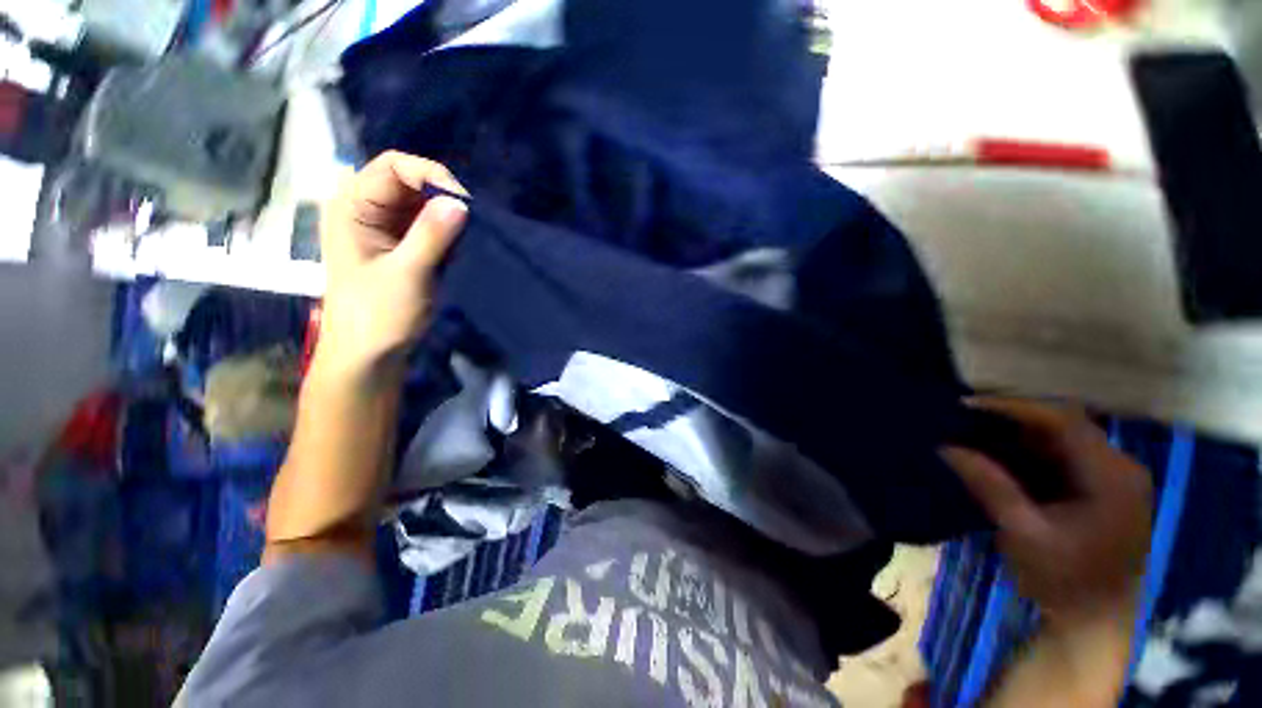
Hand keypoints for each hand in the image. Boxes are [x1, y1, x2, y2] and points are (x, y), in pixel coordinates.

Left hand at [318, 151, 468, 375]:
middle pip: (409, 181)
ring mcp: (384, 227)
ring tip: (466, 239)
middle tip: (470, 223)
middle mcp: (366, 209)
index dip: (430, 175)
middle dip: (442, 197)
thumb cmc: (378, 315)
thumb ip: (432, 235)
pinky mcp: (401, 245)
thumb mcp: (407, 273)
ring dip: (447, 217)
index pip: (393, 167)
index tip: (464, 204)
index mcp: (353, 207)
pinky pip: (428, 225)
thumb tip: (461, 202)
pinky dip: (447, 232)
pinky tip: (457, 250)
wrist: (369, 354)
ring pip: (422, 204)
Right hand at [941, 398, 1152, 627]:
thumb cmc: (1064, 581)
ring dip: (1018, 435)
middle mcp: (1120, 467)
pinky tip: (1001, 458)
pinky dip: (1030, 452)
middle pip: (1064, 425)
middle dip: (1012, 420)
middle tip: (964, 421)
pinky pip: (1063, 456)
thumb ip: (990, 485)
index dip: (1014, 407)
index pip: (1063, 421)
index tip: (966, 405)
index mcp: (1111, 476)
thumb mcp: (1023, 533)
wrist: (1095, 620)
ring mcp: (1114, 477)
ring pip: (1062, 438)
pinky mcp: (1102, 487)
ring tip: (975, 435)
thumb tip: (945, 447)